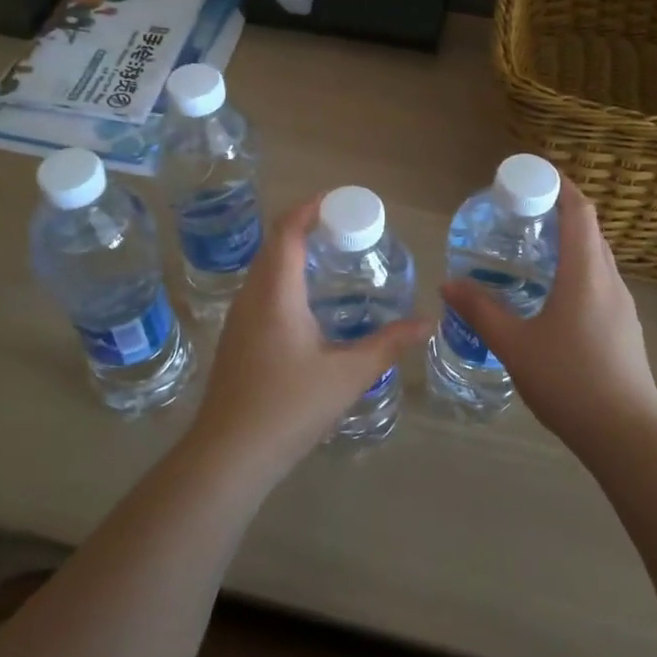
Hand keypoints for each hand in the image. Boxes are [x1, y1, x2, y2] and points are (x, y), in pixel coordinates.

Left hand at [188, 196, 430, 480]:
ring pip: (265, 270)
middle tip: (347, 231)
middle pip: (275, 245)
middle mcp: (252, 296)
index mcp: (275, 293)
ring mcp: (239, 318)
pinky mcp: (236, 339)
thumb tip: (426, 323)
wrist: (229, 455)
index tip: (341, 202)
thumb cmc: (289, 407)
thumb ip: (388, 345)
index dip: (310, 208)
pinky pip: (261, 292)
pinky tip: (310, 306)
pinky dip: (285, 281)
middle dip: (307, 228)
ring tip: (333, 261)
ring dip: (294, 255)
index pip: (287, 230)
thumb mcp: (347, 375)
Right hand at [441, 179, 656, 460]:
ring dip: (569, 244)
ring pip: (596, 258)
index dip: (561, 185)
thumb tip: (449, 283)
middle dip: (559, 212)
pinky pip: (599, 283)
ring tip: (532, 250)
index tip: (533, 174)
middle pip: (590, 231)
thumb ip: (480, 311)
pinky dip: (576, 271)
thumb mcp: (515, 345)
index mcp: (586, 274)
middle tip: (520, 212)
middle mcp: (610, 281)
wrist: (627, 436)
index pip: (580, 211)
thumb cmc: (570, 381)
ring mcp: (622, 307)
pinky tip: (550, 296)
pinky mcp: (625, 329)